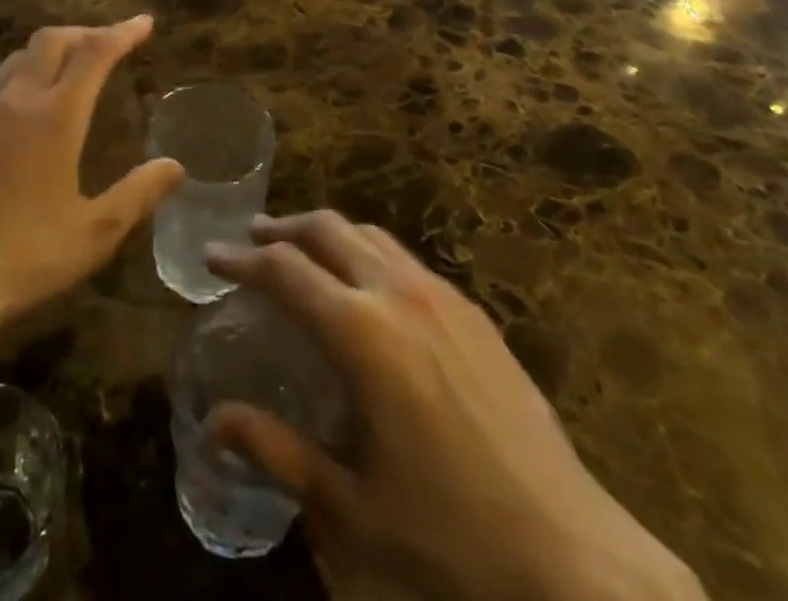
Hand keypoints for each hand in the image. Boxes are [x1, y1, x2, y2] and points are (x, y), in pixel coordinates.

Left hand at [0, 16, 183, 329]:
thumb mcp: (94, 233)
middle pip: (52, 40)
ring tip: (69, 70)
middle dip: (85, 33)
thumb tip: (174, 166)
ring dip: (50, 52)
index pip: (95, 53)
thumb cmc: (24, 257)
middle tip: (108, 43)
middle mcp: (15, 100)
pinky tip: (22, 110)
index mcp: (55, 116)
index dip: (123, 32)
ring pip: (17, 59)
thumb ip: (138, 194)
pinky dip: (19, 79)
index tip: (144, 23)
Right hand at [206, 214, 703, 600]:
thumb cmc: (451, 540)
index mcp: (362, 334)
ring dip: (327, 234)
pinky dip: (368, 253)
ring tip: (303, 253)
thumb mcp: (350, 509)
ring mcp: (443, 296)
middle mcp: (399, 294)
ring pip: (370, 235)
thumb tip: (215, 422)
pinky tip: (367, 287)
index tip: (211, 256)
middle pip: (327, 230)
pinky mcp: (475, 313)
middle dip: (283, 229)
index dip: (241, 259)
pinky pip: (405, 259)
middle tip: (252, 242)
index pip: (284, 271)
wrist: (576, 558)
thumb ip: (278, 453)